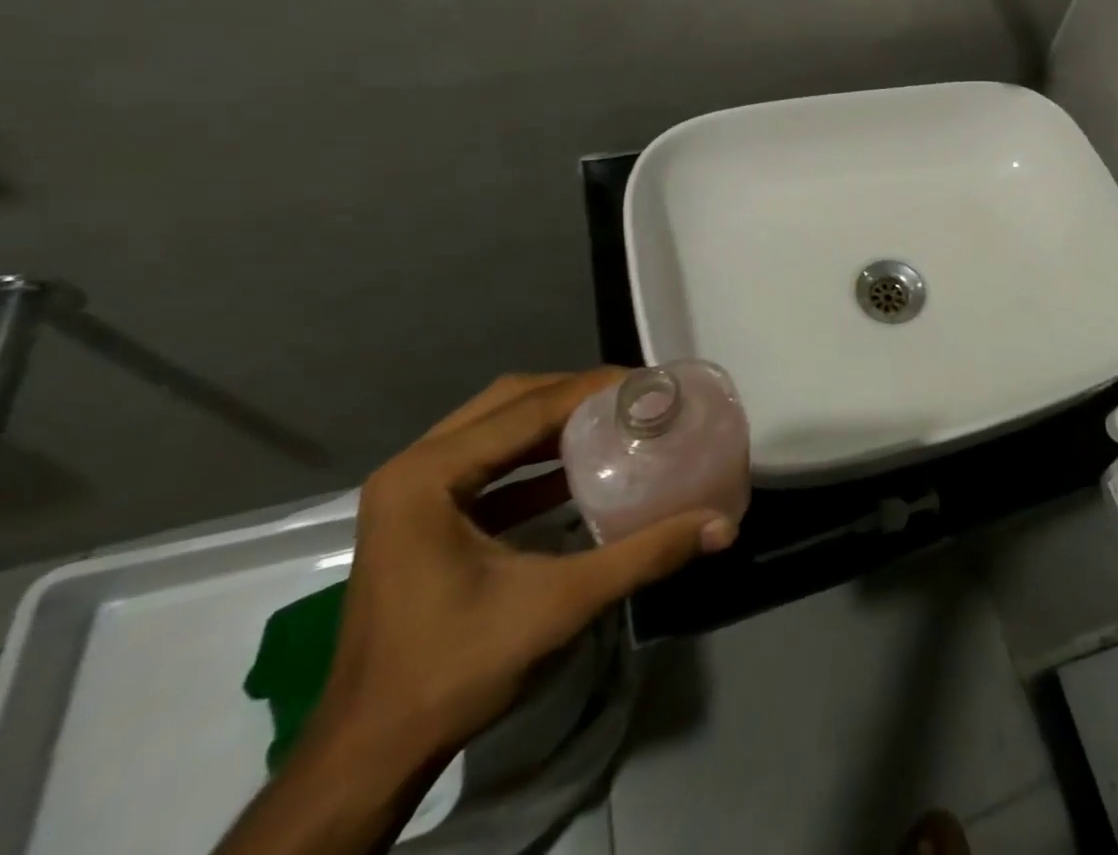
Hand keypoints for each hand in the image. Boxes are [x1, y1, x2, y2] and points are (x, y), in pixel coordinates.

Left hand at [311, 370, 735, 766]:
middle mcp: (414, 468)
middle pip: (510, 402)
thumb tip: (722, 526)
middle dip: (576, 395)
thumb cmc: (456, 668)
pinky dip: (534, 458)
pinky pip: (487, 463)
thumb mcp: (560, 604)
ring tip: (616, 421)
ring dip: (556, 422)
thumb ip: (645, 555)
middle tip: (635, 400)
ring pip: (496, 428)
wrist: (370, 755)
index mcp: (429, 475)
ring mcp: (412, 494)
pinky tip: (578, 470)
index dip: (595, 388)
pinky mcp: (420, 519)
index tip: (651, 385)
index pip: (528, 407)